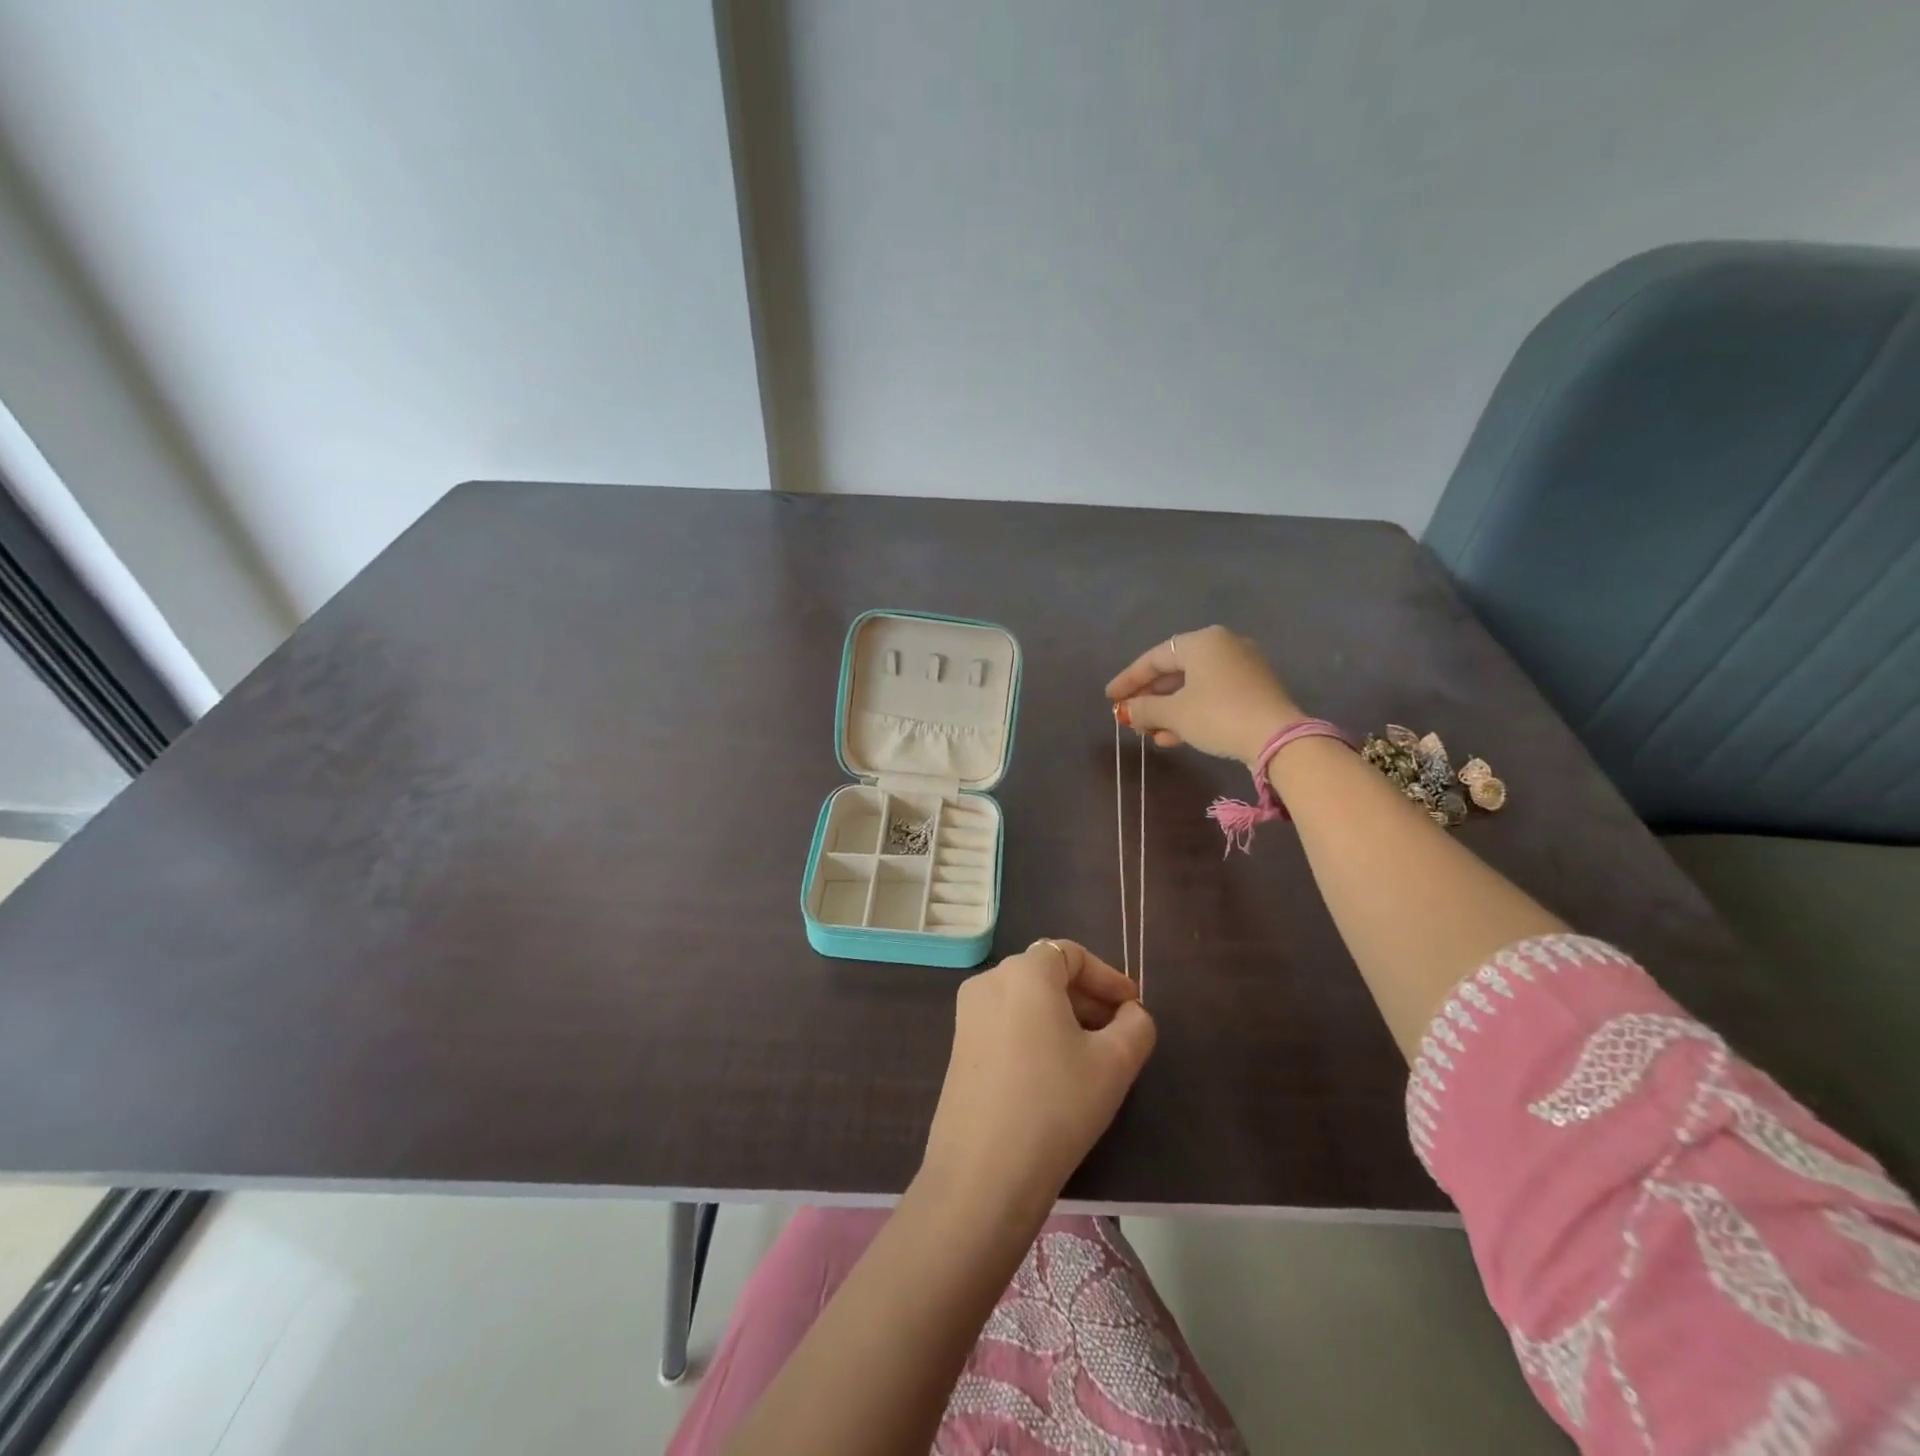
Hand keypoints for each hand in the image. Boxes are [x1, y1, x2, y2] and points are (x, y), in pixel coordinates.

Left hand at [920, 940, 1155, 1219]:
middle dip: (1087, 997)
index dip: (1108, 977)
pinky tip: (1056, 1073)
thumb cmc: (1056, 1104)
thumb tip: (1131, 1013)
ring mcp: (967, 1014)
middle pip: (1047, 973)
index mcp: (1024, 972)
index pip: (1072, 954)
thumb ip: (1136, 1026)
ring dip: (1063, 1016)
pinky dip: (1036, 1032)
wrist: (983, 1172)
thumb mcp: (1115, 1064)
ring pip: (1026, 999)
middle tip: (1119, 1033)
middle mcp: (989, 981)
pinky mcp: (958, 1046)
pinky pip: (1006, 1022)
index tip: (1134, 1008)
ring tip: (1092, 1056)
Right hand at [1106, 626, 1302, 766]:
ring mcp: (1242, 667)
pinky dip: (1190, 712)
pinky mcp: (1254, 690)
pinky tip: (1173, 737)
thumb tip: (1125, 711)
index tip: (1109, 698)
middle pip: (1174, 671)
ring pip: (1193, 686)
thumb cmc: (1218, 715)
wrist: (1277, 739)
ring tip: (1148, 733)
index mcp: (1202, 642)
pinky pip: (1212, 696)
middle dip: (1149, 697)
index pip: (1154, 658)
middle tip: (1129, 717)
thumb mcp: (1174, 713)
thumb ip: (1144, 708)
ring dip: (1168, 710)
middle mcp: (1223, 646)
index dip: (1128, 680)